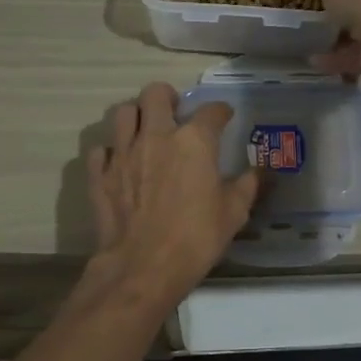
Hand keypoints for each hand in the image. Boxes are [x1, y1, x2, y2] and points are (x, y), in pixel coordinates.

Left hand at [88, 82, 259, 307]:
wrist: (143, 267)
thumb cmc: (196, 238)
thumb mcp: (234, 212)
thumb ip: (248, 185)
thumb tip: (261, 170)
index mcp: (194, 141)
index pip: (211, 110)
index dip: (220, 111)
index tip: (224, 117)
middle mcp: (156, 135)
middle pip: (155, 93)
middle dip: (167, 96)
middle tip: (175, 112)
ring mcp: (123, 152)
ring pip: (123, 112)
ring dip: (136, 116)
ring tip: (144, 131)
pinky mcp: (99, 174)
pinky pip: (102, 149)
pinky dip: (111, 151)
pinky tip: (120, 163)